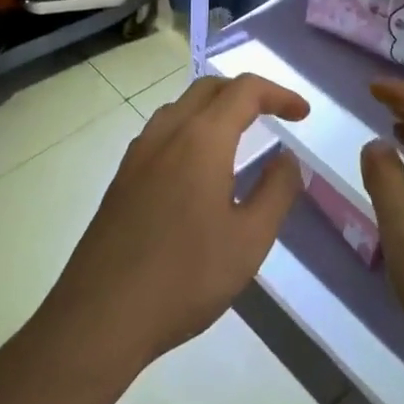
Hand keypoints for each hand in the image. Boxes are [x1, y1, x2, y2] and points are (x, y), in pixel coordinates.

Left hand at [43, 74, 309, 376]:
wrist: (101, 315)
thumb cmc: (185, 276)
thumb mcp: (249, 240)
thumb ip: (276, 191)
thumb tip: (287, 159)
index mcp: (201, 139)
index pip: (244, 91)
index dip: (278, 94)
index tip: (302, 114)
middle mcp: (166, 134)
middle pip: (208, 88)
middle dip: (245, 93)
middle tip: (274, 116)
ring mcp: (137, 155)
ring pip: (180, 108)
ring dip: (214, 109)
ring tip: (239, 136)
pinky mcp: (121, 179)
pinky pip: (161, 134)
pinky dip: (190, 130)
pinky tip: (198, 170)